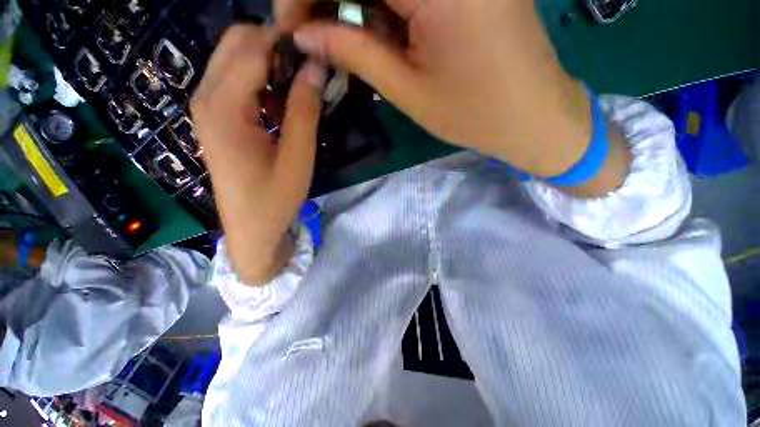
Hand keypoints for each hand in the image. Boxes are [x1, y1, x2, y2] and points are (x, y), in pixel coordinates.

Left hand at [191, 25, 325, 283]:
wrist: (251, 229)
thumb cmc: (276, 198)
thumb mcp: (298, 156)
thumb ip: (304, 109)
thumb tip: (316, 66)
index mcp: (224, 107)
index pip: (254, 47)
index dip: (288, 41)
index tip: (319, 49)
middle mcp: (206, 96)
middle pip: (238, 43)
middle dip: (276, 47)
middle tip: (309, 74)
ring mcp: (206, 106)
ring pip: (235, 59)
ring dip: (269, 65)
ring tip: (298, 94)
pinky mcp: (214, 117)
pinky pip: (234, 80)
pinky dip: (260, 81)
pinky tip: (279, 107)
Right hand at [278, 0, 630, 195]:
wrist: (531, 116)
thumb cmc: (473, 113)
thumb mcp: (406, 90)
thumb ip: (354, 51)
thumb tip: (304, 33)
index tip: (289, 24)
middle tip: (313, 32)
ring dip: (357, 2)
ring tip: (344, 38)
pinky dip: (385, 5)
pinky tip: (383, 30)